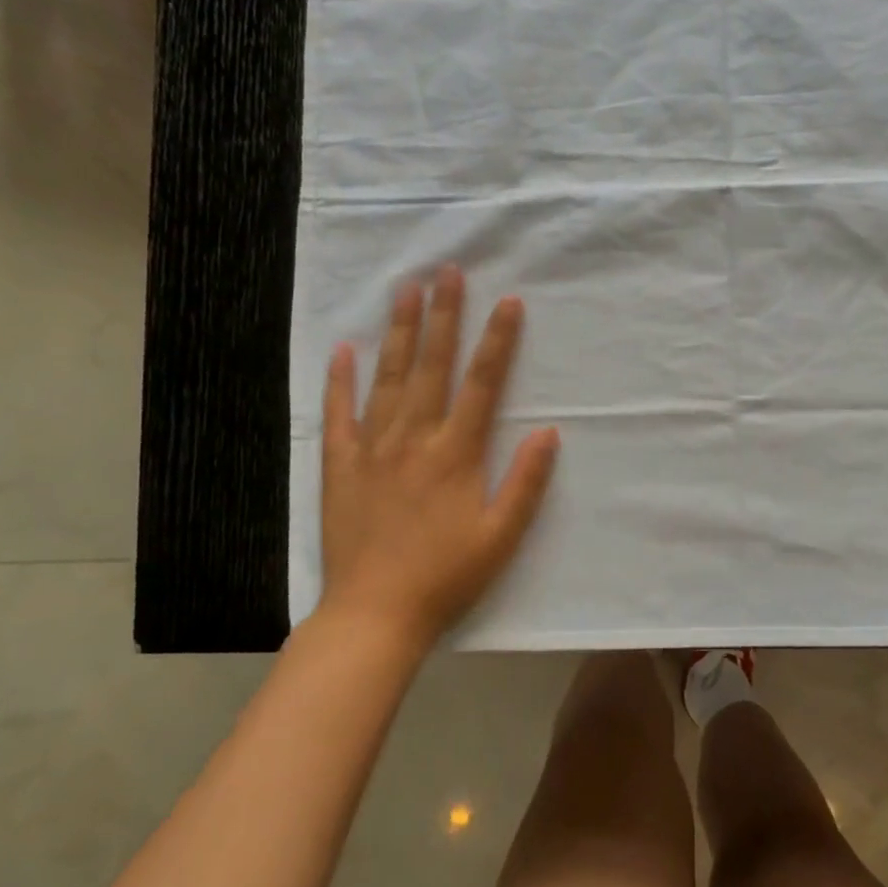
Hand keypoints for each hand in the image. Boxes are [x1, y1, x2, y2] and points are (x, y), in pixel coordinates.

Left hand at [318, 265, 560, 651]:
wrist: (374, 615)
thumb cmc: (446, 577)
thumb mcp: (502, 536)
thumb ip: (526, 482)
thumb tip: (549, 431)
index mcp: (456, 453)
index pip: (483, 384)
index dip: (498, 341)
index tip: (508, 301)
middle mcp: (414, 439)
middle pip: (432, 366)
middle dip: (443, 315)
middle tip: (447, 271)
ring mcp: (372, 449)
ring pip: (388, 378)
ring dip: (398, 332)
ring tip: (403, 290)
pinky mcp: (339, 466)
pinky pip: (338, 415)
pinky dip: (340, 381)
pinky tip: (343, 350)